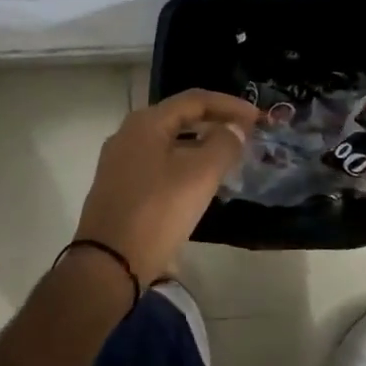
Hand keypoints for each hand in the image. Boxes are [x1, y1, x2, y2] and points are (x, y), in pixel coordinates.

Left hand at [74, 89, 261, 284]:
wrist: (108, 265)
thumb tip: (234, 130)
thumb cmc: (157, 211)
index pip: (195, 100)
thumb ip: (224, 144)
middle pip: (181, 118)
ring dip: (201, 145)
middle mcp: (128, 135)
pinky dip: (185, 164)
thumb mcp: (200, 175)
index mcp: (146, 123)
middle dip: (216, 123)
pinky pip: (159, 164)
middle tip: (245, 135)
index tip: (258, 118)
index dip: (230, 105)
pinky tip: (201, 183)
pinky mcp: (119, 188)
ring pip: (170, 143)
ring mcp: (120, 163)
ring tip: (229, 158)